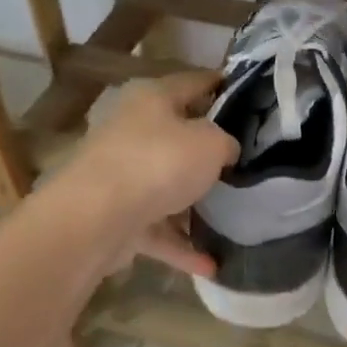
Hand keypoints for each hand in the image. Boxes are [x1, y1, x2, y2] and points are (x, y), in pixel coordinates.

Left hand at [67, 71, 237, 275]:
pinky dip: (182, 245)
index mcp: (153, 98)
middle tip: (246, 159)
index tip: (250, 96)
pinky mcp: (117, 215)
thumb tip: (225, 150)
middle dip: (208, 150)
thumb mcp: (210, 143)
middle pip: (178, 135)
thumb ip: (226, 142)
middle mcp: (133, 130)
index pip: (194, 82)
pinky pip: (158, 229)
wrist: (96, 217)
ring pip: (166, 185)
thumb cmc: (158, 163)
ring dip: (194, 203)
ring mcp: (121, 174)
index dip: (221, 85)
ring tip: (231, 215)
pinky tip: (211, 265)